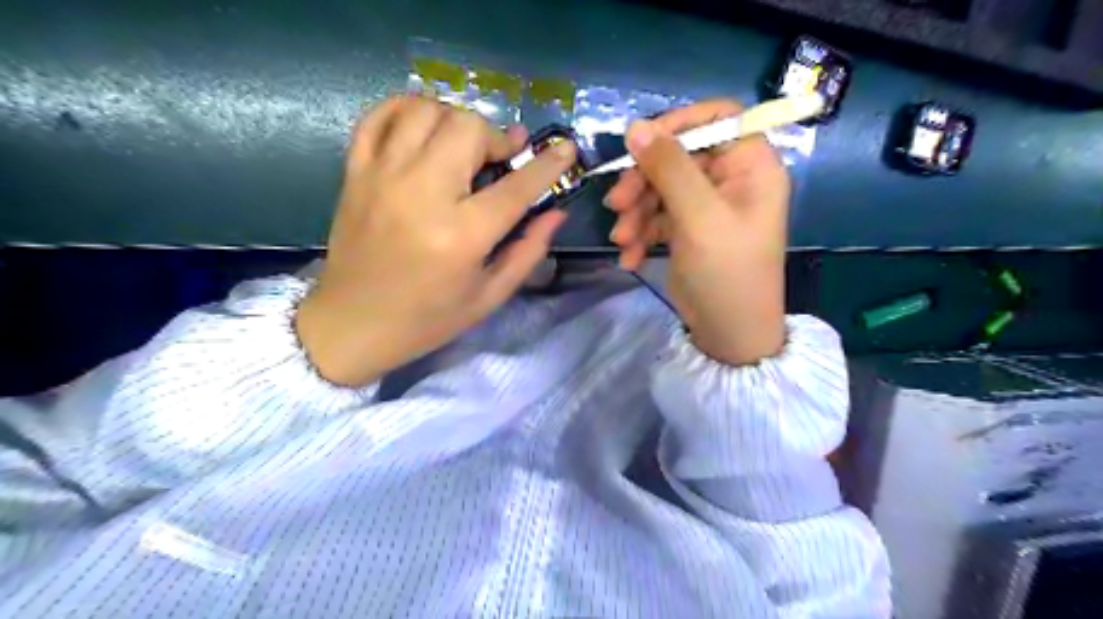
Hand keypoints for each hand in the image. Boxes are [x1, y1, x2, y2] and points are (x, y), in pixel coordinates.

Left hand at [299, 94, 580, 385]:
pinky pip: (380, 115)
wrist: (352, 323)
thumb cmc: (427, 318)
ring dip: (456, 120)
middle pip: (468, 129)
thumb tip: (556, 213)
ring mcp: (383, 176)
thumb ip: (528, 251)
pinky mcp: (356, 172)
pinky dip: (408, 109)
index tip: (565, 149)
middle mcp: (422, 194)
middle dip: (494, 138)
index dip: (547, 164)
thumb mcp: (489, 296)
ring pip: (426, 111)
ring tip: (463, 146)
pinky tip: (424, 127)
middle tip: (499, 160)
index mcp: (462, 235)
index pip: (515, 186)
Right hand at [603, 100, 792, 363]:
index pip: (717, 117)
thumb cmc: (727, 272)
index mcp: (750, 165)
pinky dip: (640, 233)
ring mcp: (706, 205)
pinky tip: (631, 257)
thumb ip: (668, 168)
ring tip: (622, 239)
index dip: (677, 124)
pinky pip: (657, 216)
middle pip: (678, 156)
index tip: (640, 143)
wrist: (728, 334)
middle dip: (643, 181)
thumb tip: (634, 126)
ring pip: (660, 187)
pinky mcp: (687, 229)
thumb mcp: (698, 217)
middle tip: (616, 204)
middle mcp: (730, 179)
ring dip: (635, 212)